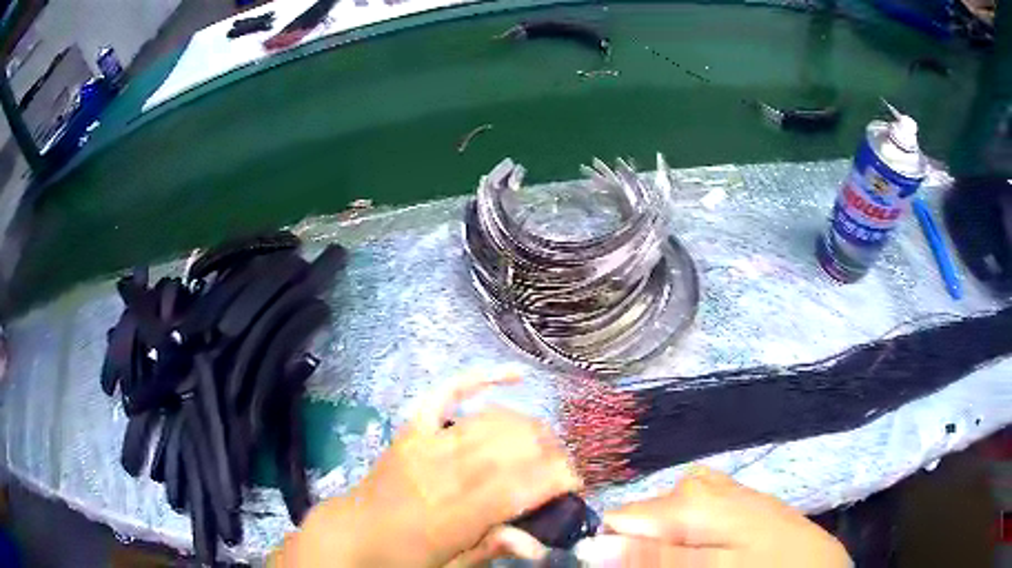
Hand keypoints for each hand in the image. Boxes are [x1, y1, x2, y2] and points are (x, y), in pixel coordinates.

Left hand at [275, 371, 581, 567]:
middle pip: (507, 448)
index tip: (575, 484)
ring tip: (544, 446)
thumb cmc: (403, 556)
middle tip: (561, 469)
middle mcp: (435, 474)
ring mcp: (422, 444)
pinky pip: (448, 392)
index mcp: (446, 518)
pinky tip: (515, 376)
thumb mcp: (451, 566)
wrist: (352, 533)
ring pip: (490, 421)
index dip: (554, 479)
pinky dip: (482, 378)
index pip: (513, 488)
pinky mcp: (411, 427)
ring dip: (529, 428)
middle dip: (549, 453)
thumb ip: (494, 549)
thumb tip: (540, 544)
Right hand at [597, 466, 851, 566]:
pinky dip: (684, 536)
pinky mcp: (728, 498)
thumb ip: (654, 557)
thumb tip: (591, 548)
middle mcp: (696, 482)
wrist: (816, 561)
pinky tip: (704, 550)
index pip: (617, 520)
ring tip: (691, 561)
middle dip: (642, 548)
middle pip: (640, 519)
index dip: (615, 549)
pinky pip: (687, 514)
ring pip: (663, 519)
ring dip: (663, 545)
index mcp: (688, 497)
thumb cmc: (768, 565)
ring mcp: (715, 488)